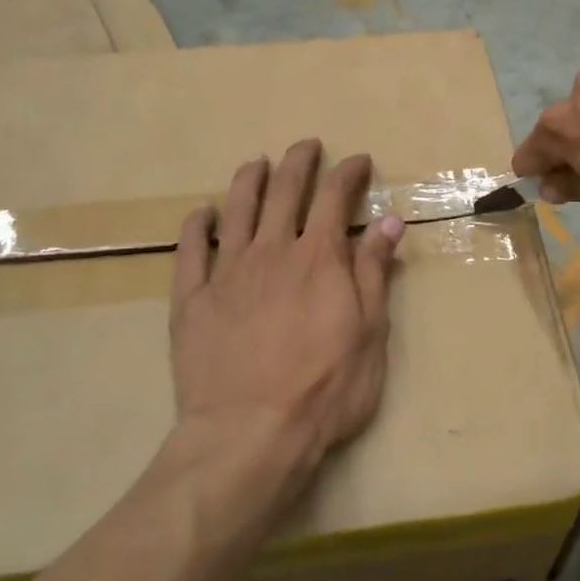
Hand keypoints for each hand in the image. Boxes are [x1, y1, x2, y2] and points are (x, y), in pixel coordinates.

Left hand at [168, 140, 404, 525]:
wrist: (250, 433)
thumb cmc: (325, 390)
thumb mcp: (369, 333)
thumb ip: (373, 272)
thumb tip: (389, 220)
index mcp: (318, 259)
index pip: (335, 198)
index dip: (347, 173)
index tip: (357, 161)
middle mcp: (272, 252)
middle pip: (284, 193)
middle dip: (298, 163)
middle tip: (306, 146)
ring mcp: (226, 273)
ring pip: (236, 211)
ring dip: (248, 181)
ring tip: (255, 163)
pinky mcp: (191, 300)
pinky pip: (190, 251)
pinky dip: (197, 226)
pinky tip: (201, 213)